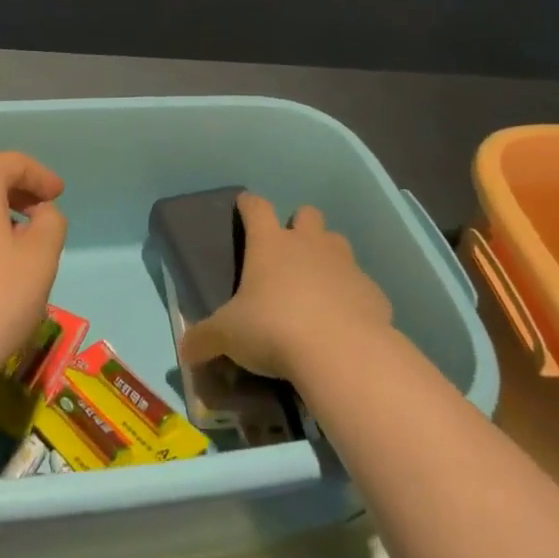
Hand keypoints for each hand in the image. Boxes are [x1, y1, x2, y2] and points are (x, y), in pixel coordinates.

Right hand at [179, 192, 392, 382]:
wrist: (342, 353)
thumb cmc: (274, 329)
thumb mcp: (228, 336)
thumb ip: (204, 339)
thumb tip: (184, 351)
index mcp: (270, 244)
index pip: (257, 207)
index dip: (249, 205)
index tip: (244, 206)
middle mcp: (309, 244)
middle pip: (307, 214)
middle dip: (299, 225)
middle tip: (287, 253)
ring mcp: (345, 265)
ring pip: (338, 242)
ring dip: (327, 255)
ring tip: (317, 285)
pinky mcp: (373, 292)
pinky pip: (361, 285)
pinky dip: (352, 297)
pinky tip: (344, 322)